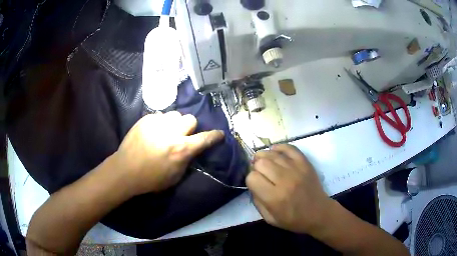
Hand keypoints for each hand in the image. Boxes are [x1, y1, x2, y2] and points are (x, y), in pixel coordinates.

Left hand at [114, 111, 224, 195]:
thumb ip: (187, 161)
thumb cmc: (151, 179)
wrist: (126, 170)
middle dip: (190, 127)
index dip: (215, 136)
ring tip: (166, 131)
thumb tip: (191, 151)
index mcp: (181, 149)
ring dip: (174, 123)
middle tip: (182, 135)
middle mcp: (172, 132)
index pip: (204, 138)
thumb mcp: (175, 177)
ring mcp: (157, 123)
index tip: (219, 134)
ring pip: (175, 114)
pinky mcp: (146, 120)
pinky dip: (160, 123)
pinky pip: (159, 116)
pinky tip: (153, 132)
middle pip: (190, 119)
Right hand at [246, 144, 333, 234]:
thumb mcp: (270, 219)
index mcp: (275, 198)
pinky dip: (279, 148)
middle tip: (260, 173)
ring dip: (264, 157)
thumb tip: (252, 184)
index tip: (255, 183)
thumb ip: (257, 202)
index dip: (250, 180)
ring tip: (263, 162)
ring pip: (272, 154)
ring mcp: (296, 169)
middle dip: (256, 167)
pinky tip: (274, 152)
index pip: (252, 178)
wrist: (319, 213)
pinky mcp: (305, 163)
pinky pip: (289, 148)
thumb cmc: (294, 219)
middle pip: (261, 163)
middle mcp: (285, 181)